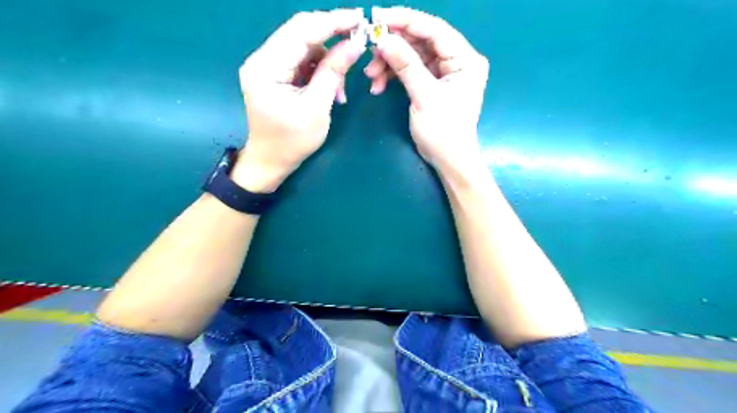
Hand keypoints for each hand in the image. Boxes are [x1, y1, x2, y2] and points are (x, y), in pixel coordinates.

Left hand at [233, 7, 364, 191]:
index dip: (331, 22)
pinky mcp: (275, 73)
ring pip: (304, 47)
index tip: (359, 19)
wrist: (271, 161)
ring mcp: (267, 65)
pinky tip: (331, 89)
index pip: (300, 31)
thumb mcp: (316, 108)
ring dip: (328, 61)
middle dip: (332, 36)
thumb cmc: (292, 142)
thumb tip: (355, 43)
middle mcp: (262, 59)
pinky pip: (302, 61)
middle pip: (300, 33)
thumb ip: (333, 72)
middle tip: (358, 40)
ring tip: (340, 90)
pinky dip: (320, 70)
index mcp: (266, 68)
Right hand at [364, 7, 487, 173]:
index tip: (377, 17)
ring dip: (389, 64)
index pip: (434, 29)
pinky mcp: (434, 83)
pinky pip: (411, 70)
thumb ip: (406, 65)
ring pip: (412, 55)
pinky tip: (378, 85)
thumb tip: (384, 39)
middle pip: (421, 41)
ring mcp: (445, 72)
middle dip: (393, 47)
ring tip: (371, 76)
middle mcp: (457, 60)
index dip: (405, 21)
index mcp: (465, 59)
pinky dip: (394, 76)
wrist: (448, 160)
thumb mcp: (425, 96)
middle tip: (369, 50)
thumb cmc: (443, 131)